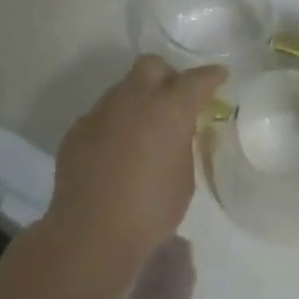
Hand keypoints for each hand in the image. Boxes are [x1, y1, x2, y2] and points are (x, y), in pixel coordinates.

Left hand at [45, 56, 225, 261]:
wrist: (91, 232)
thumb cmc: (150, 210)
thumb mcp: (183, 178)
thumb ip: (181, 143)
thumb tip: (173, 132)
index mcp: (169, 108)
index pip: (196, 80)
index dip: (211, 76)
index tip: (219, 76)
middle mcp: (134, 98)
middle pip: (152, 66)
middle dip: (167, 76)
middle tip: (173, 100)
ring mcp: (101, 110)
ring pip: (124, 89)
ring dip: (137, 101)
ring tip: (142, 131)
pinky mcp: (78, 127)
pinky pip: (102, 115)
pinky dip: (114, 125)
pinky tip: (115, 152)